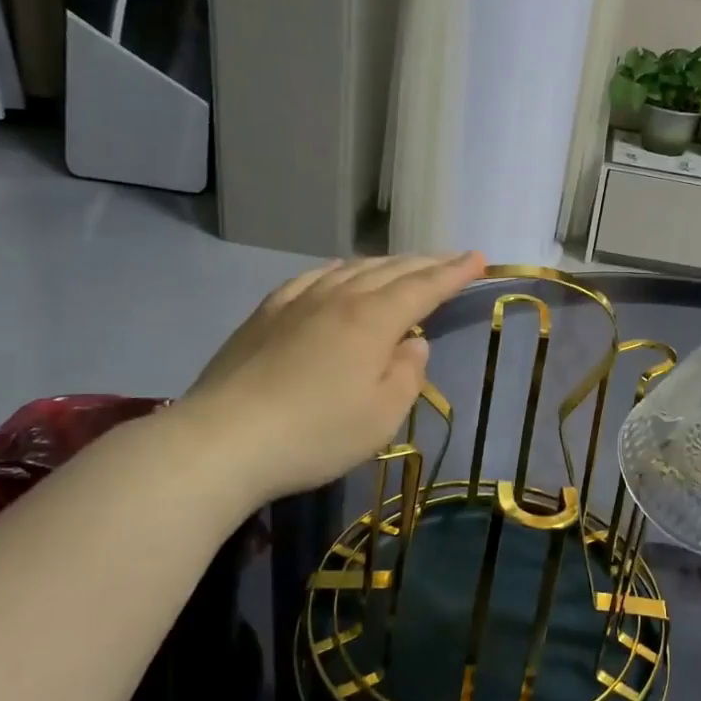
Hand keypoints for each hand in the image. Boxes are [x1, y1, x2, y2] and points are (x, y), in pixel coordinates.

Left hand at [180, 252, 485, 507]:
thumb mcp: (382, 416)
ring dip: (386, 263)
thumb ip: (407, 374)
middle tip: (452, 259)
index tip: (478, 259)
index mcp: (373, 320)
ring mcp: (297, 302)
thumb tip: (412, 344)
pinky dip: (340, 270)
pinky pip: (313, 277)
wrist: (222, 441)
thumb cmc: (315, 433)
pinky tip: (339, 274)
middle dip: (427, 263)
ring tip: (404, 265)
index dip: (454, 273)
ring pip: (352, 269)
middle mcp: (339, 298)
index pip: (424, 287)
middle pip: (391, 271)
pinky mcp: (265, 314)